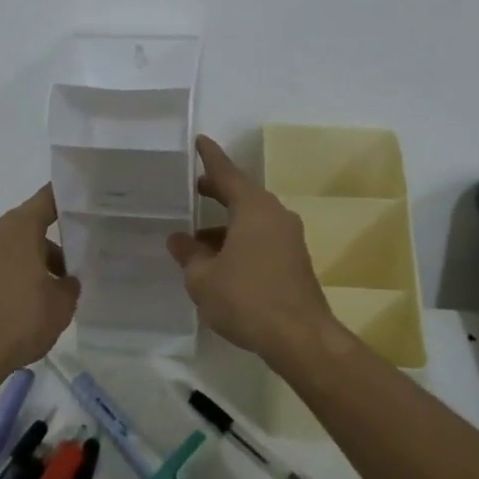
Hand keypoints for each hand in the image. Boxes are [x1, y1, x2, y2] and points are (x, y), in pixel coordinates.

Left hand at [0, 185, 80, 379]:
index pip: (48, 198)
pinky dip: (14, 275)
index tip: (87, 206)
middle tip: (77, 264)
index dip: (69, 199)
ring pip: (13, 247)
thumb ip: (70, 285)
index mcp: (19, 227)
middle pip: (30, 226)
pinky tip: (28, 304)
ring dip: (34, 262)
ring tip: (53, 293)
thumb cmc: (18, 321)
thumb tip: (66, 280)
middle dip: (54, 243)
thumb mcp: (61, 305)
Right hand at [167, 135, 333, 367]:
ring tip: (197, 237)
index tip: (199, 141)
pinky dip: (240, 240)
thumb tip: (179, 239)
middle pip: (242, 194)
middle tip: (193, 188)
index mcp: (253, 208)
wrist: (300, 338)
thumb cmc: (247, 299)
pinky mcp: (294, 261)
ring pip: (252, 219)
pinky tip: (221, 261)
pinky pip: (261, 238)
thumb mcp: (203, 278)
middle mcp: (275, 215)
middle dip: (217, 191)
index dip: (210, 157)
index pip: (227, 172)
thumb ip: (189, 254)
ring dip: (226, 223)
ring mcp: (289, 238)